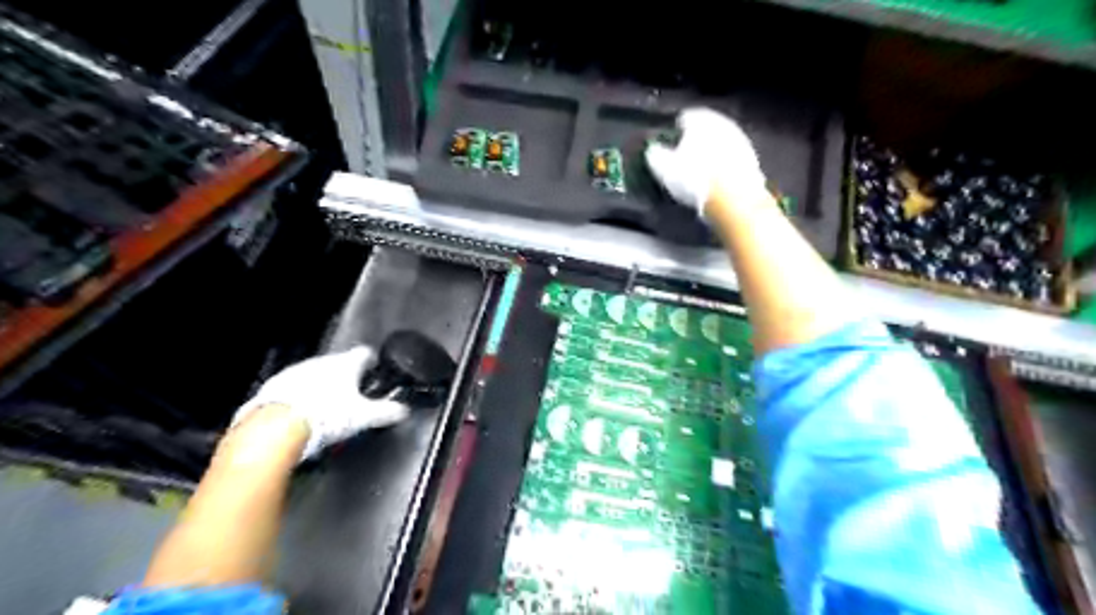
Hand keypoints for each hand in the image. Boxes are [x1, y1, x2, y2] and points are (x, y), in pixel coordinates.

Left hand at [235, 348, 410, 457]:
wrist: (274, 429)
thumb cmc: (326, 416)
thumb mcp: (363, 417)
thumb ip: (386, 412)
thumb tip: (404, 411)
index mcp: (345, 363)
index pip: (365, 353)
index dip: (372, 363)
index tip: (375, 373)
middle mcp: (321, 361)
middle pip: (339, 364)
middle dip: (346, 378)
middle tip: (353, 398)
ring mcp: (295, 372)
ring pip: (315, 375)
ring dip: (322, 387)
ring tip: (327, 409)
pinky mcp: (273, 386)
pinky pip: (294, 388)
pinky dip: (301, 397)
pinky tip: (302, 415)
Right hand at [645, 106, 762, 215]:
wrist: (735, 198)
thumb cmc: (694, 178)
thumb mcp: (664, 168)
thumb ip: (656, 155)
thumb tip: (652, 150)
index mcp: (702, 118)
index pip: (685, 118)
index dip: (674, 133)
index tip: (668, 148)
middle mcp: (724, 123)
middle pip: (706, 130)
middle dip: (695, 142)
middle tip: (683, 161)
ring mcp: (741, 140)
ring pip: (720, 144)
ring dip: (711, 154)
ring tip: (699, 174)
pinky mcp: (752, 160)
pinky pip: (731, 160)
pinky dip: (723, 167)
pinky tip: (716, 183)